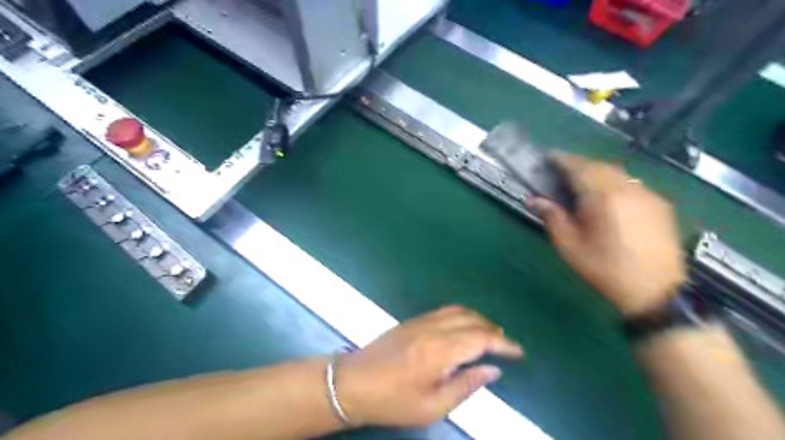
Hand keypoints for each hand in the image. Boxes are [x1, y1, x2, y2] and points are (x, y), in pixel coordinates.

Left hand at [335, 305, 520, 426]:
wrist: (353, 382)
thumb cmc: (392, 400)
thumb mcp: (432, 406)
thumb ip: (466, 385)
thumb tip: (491, 371)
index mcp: (440, 350)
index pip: (481, 338)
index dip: (503, 344)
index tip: (518, 351)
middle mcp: (433, 328)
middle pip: (472, 319)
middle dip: (493, 330)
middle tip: (505, 346)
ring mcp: (421, 321)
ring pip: (458, 310)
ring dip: (478, 320)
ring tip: (489, 335)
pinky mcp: (412, 320)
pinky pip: (444, 311)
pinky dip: (462, 315)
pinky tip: (463, 328)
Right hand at [527, 153, 687, 315]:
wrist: (656, 291)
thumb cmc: (605, 269)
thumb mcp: (570, 246)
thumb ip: (552, 218)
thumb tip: (533, 199)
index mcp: (603, 197)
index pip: (579, 168)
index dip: (562, 159)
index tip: (548, 157)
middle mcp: (628, 188)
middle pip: (599, 166)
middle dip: (579, 165)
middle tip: (561, 171)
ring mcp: (647, 195)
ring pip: (617, 173)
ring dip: (597, 173)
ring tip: (582, 184)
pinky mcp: (660, 204)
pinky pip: (632, 184)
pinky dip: (614, 183)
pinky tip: (608, 198)